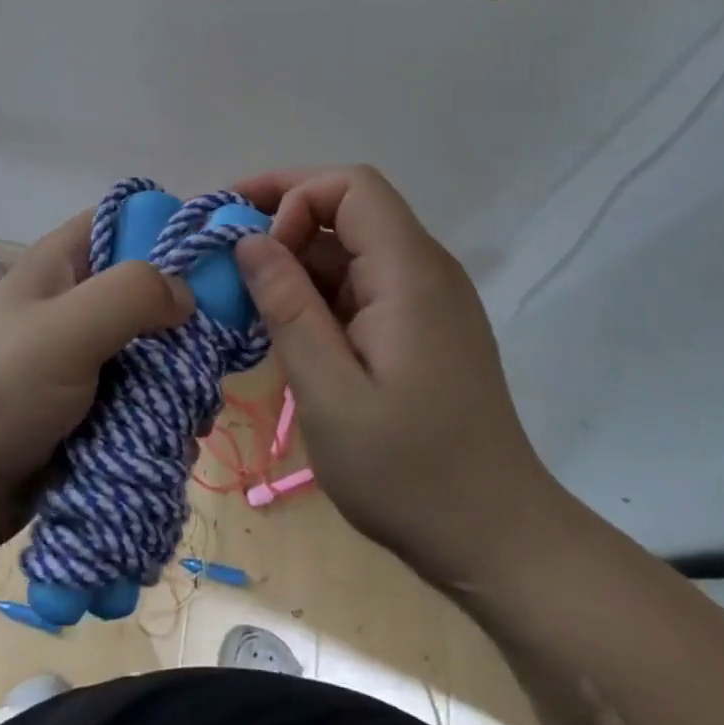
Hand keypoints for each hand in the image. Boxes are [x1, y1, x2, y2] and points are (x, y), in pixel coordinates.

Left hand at [0, 211, 192, 523]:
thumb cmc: (3, 391)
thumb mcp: (68, 328)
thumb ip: (133, 294)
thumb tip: (187, 295)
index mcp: (62, 264)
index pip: (123, 219)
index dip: (168, 227)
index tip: (218, 259)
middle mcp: (75, 302)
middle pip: (148, 288)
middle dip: (186, 318)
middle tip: (215, 349)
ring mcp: (82, 356)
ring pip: (152, 348)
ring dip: (179, 375)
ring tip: (197, 407)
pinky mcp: (89, 405)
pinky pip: (141, 395)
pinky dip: (163, 412)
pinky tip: (179, 438)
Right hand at [233, 165, 562, 581]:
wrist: (496, 538)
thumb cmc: (408, 471)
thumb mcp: (328, 392)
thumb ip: (286, 307)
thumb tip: (249, 240)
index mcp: (410, 273)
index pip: (351, 186)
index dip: (294, 196)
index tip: (253, 246)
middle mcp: (425, 270)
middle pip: (350, 210)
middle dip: (284, 220)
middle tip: (227, 255)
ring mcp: (427, 300)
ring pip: (352, 249)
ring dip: (297, 261)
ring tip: (247, 299)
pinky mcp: (422, 327)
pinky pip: (362, 285)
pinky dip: (318, 292)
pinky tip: (288, 328)